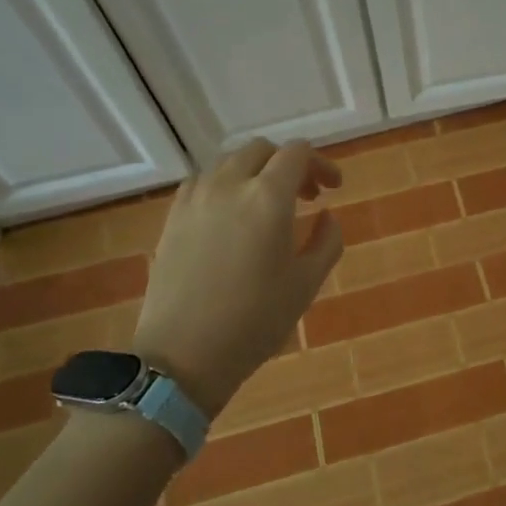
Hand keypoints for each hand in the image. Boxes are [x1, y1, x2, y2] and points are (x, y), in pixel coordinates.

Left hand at [132, 139, 342, 417]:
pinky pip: (203, 183)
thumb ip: (327, 241)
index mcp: (268, 198)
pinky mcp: (172, 218)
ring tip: (269, 207)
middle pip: (261, 150)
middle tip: (306, 197)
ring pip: (230, 163)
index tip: (334, 189)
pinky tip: (232, 218)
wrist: (183, 355)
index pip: (297, 153)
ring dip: (256, 173)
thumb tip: (327, 216)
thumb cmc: (255, 321)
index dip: (321, 163)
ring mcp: (194, 199)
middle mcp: (229, 185)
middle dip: (289, 164)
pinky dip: (226, 186)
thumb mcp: (306, 283)